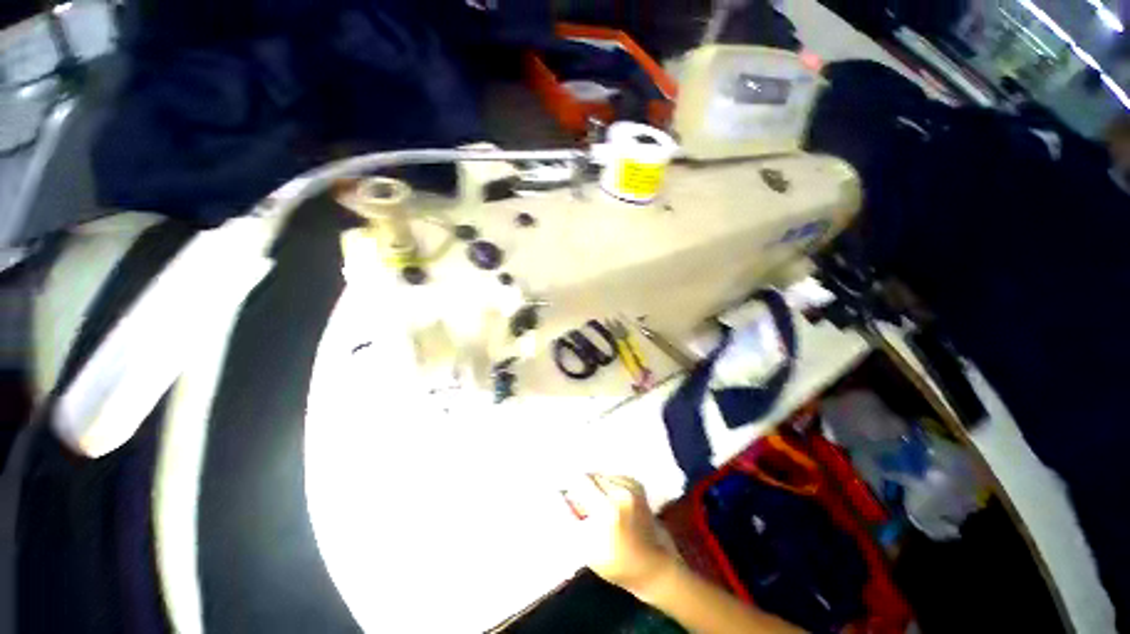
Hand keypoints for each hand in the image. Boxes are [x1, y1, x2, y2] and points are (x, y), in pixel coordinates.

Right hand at [566, 474, 677, 595]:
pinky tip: (609, 504)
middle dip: (581, 488)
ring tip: (596, 509)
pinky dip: (605, 487)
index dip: (569, 485)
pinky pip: (611, 477)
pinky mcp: (636, 483)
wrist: (653, 564)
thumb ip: (567, 517)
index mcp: (608, 508)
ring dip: (593, 487)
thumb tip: (555, 493)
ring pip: (600, 475)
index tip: (563, 495)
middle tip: (581, 509)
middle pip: (590, 475)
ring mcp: (631, 484)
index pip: (579, 479)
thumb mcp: (584, 547)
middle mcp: (621, 490)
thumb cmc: (616, 562)